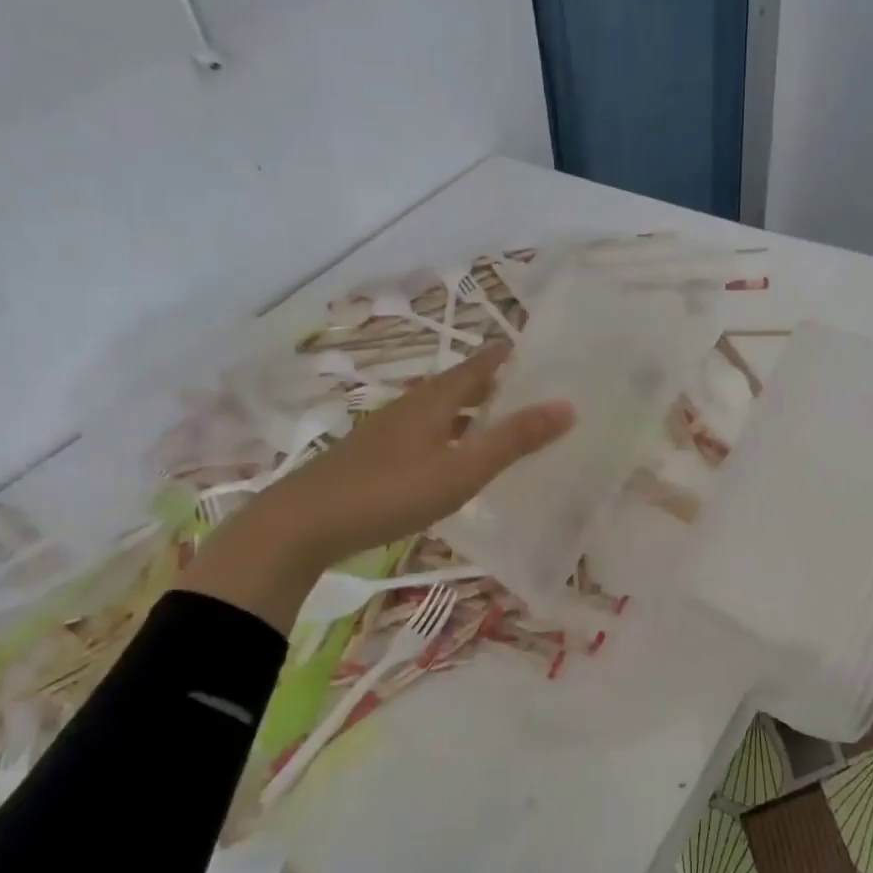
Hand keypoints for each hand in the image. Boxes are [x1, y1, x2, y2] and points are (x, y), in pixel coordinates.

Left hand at [179, 345, 573, 632]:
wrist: (304, 524)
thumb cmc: (390, 490)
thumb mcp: (462, 468)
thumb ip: (514, 440)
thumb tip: (567, 406)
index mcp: (434, 400)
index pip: (478, 365)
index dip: (505, 355)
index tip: (534, 348)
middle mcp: (411, 407)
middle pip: (458, 386)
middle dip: (492, 384)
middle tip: (528, 388)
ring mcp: (388, 433)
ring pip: (439, 413)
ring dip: (470, 412)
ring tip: (499, 423)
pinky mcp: (374, 459)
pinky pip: (425, 436)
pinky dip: (450, 438)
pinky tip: (453, 461)